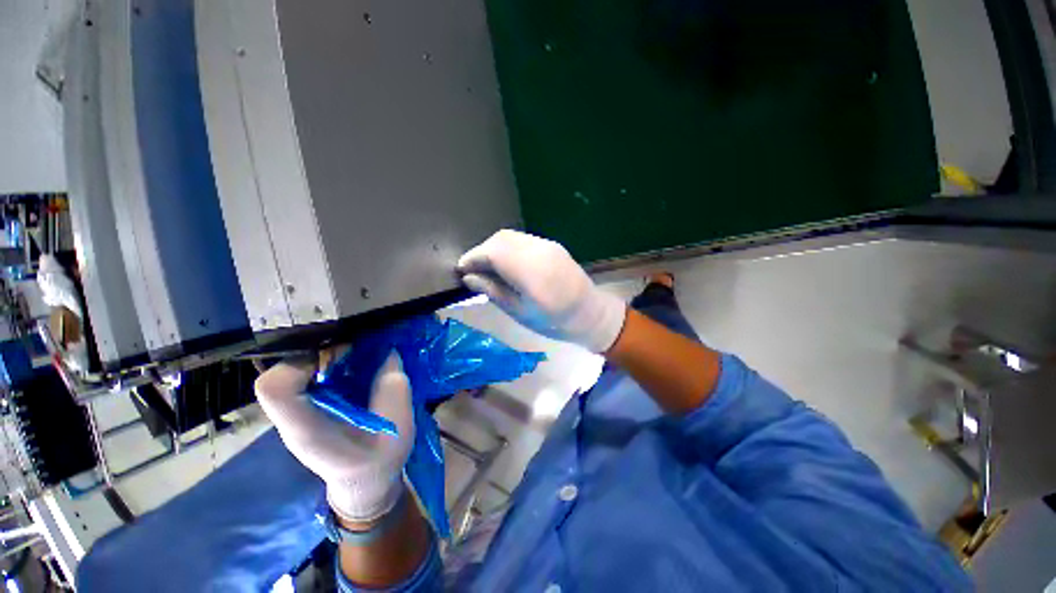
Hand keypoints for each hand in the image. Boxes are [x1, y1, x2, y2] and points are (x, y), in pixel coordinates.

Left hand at [254, 350, 413, 522]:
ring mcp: (299, 410)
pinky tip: (356, 364)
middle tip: (357, 350)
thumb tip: (388, 353)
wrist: (364, 481)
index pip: (275, 387)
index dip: (304, 362)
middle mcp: (294, 416)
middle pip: (284, 368)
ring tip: (358, 354)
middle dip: (323, 351)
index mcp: (308, 428)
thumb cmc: (379, 460)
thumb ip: (393, 387)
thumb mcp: (397, 426)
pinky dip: (332, 361)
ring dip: (328, 354)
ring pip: (295, 366)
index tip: (343, 357)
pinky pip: (310, 372)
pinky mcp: (310, 405)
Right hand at [457, 230, 626, 352]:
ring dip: (494, 247)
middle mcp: (538, 250)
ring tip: (488, 267)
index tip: (460, 270)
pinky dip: (508, 247)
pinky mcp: (552, 245)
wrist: (590, 313)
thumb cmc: (554, 321)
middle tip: (473, 270)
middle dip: (482, 251)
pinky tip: (507, 263)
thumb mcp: (519, 313)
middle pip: (500, 239)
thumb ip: (492, 291)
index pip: (492, 253)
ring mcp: (547, 245)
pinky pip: (522, 239)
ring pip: (511, 236)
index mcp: (530, 272)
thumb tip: (468, 278)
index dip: (473, 258)